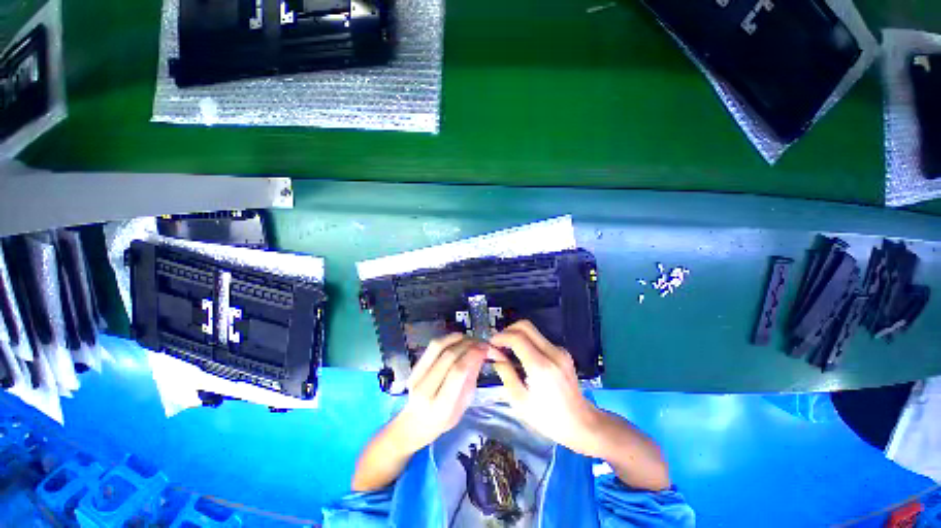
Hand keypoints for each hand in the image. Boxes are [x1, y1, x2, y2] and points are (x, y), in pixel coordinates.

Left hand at [396, 333, 486, 449]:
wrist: (415, 423)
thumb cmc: (444, 419)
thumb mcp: (464, 404)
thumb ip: (471, 377)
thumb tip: (481, 353)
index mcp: (441, 405)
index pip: (457, 372)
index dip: (472, 355)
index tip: (485, 347)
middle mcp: (426, 389)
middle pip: (448, 357)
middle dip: (467, 345)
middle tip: (480, 341)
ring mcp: (416, 377)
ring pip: (437, 347)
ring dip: (456, 338)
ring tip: (469, 338)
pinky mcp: (413, 368)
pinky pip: (431, 347)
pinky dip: (447, 339)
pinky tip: (457, 339)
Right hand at [489, 321, 602, 456]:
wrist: (581, 423)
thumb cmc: (547, 418)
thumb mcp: (520, 401)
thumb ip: (506, 373)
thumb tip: (495, 355)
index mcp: (541, 367)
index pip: (517, 338)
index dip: (500, 337)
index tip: (490, 344)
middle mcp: (552, 352)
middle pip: (526, 326)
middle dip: (508, 330)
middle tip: (498, 344)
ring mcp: (560, 351)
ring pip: (533, 330)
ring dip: (517, 335)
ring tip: (507, 351)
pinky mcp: (562, 352)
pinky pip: (540, 339)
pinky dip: (527, 342)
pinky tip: (522, 357)